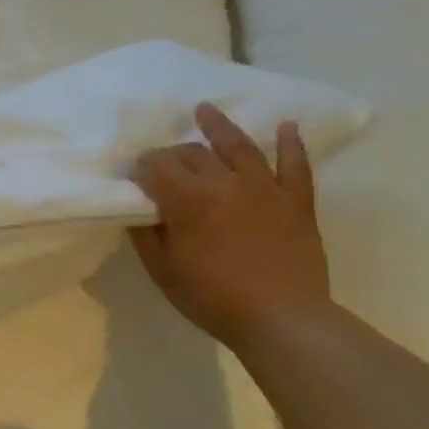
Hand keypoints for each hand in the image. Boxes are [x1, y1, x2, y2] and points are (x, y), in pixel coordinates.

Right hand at [127, 103, 331, 349]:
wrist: (281, 318)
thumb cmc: (211, 297)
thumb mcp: (162, 269)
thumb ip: (147, 232)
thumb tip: (140, 207)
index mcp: (188, 200)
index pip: (157, 167)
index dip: (141, 167)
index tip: (132, 175)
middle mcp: (225, 182)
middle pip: (192, 154)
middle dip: (170, 153)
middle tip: (160, 162)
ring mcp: (265, 188)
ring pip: (238, 147)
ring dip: (219, 127)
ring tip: (205, 110)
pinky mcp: (296, 200)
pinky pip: (294, 164)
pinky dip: (290, 143)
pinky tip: (286, 126)